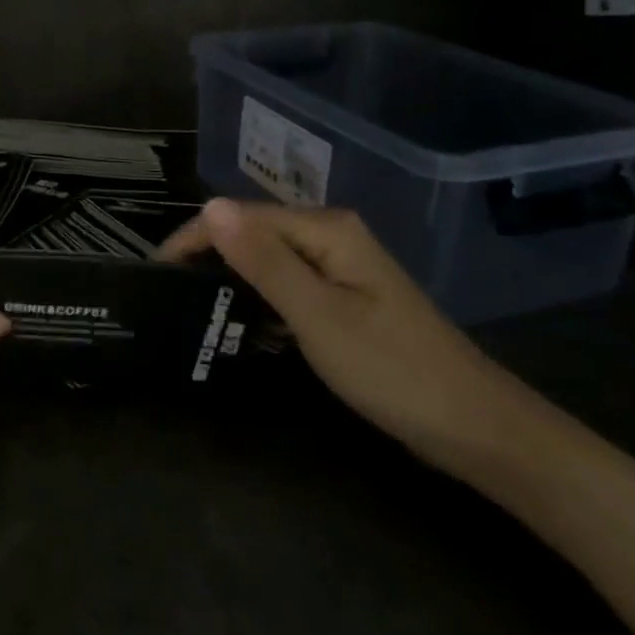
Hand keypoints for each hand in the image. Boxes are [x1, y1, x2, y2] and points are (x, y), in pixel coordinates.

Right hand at [159, 200, 549, 479]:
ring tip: (193, 307)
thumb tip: (209, 205)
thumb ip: (262, 260)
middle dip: (210, 256)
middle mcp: (332, 236)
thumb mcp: (317, 316)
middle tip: (170, 294)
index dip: (196, 237)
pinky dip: (260, 298)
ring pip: (269, 259)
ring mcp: (342, 266)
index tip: (157, 272)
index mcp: (326, 229)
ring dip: (232, 277)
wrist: (477, 429)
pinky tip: (242, 323)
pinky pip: (288, 284)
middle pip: (254, 232)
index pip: (242, 216)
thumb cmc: (392, 370)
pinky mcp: (346, 296)